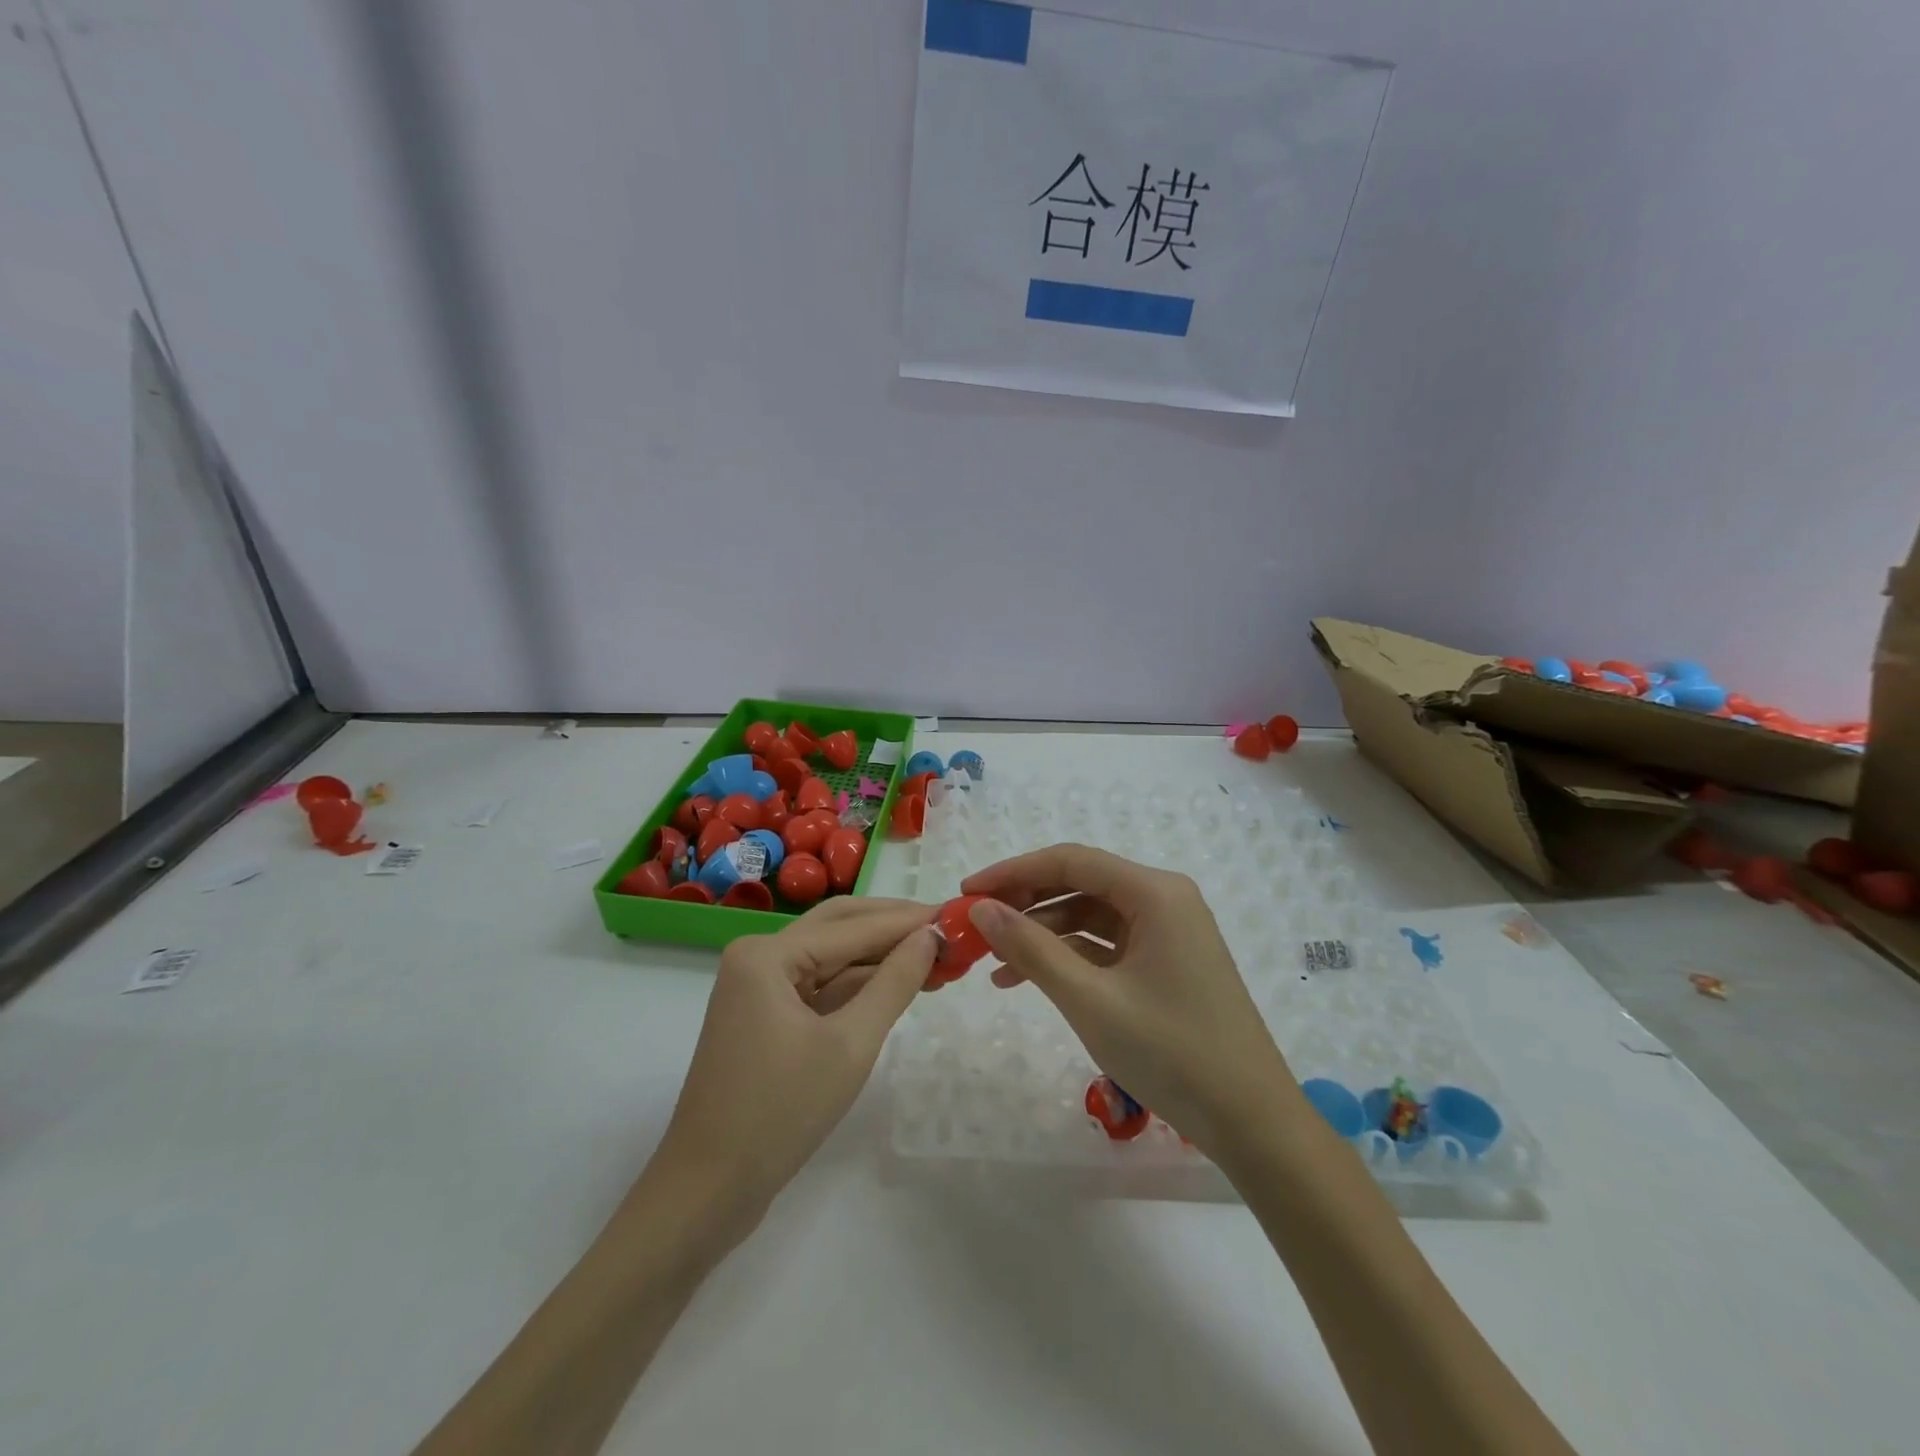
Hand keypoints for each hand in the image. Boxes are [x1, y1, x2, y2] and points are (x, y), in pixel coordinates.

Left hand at [649, 897, 936, 1240]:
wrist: (707, 1192)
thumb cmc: (779, 1113)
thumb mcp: (850, 1045)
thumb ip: (894, 983)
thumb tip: (930, 937)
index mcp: (767, 954)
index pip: (852, 926)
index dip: (908, 921)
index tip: (957, 913)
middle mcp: (759, 957)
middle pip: (838, 926)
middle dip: (893, 927)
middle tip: (946, 929)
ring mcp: (758, 987)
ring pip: (831, 956)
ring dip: (879, 957)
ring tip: (936, 958)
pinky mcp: (765, 1016)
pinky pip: (819, 986)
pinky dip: (859, 985)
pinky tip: (899, 986)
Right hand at [960, 845, 1296, 1158]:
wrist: (1252, 1122)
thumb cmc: (1172, 1052)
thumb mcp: (1090, 1000)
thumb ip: (1031, 949)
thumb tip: (981, 909)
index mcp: (1155, 892)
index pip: (1070, 861)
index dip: (1013, 871)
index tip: (967, 892)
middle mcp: (1163, 899)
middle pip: (1080, 883)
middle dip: (1025, 902)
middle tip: (976, 925)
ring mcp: (1167, 932)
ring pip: (1090, 915)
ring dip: (1042, 933)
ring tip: (994, 962)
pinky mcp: (1165, 963)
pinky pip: (1106, 945)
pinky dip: (1068, 957)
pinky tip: (1029, 980)